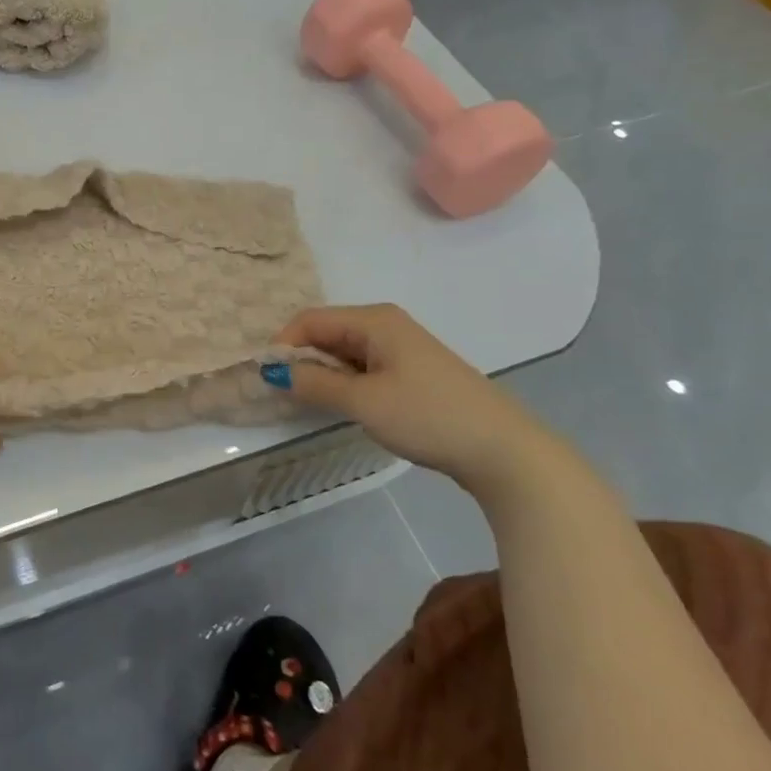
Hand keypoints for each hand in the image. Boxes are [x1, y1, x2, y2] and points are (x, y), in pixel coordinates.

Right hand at [273, 304, 558, 491]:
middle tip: (285, 395)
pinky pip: (365, 367)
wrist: (503, 450)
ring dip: (324, 374)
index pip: (310, 320)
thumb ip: (315, 384)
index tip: (266, 379)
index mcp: (374, 320)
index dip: (283, 345)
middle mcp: (386, 325)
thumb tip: (274, 371)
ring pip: (345, 352)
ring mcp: (402, 348)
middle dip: (302, 360)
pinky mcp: (413, 372)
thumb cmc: (427, 416)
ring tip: (311, 403)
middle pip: (327, 333)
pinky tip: (346, 406)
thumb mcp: (363, 402)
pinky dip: (347, 382)